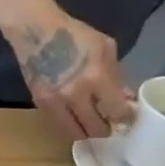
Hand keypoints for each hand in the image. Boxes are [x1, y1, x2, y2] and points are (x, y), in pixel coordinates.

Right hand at [15, 15, 133, 139]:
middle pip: (95, 128)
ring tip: (92, 123)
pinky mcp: (40, 104)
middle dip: (106, 129)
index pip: (117, 111)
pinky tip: (76, 115)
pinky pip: (60, 123)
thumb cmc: (75, 35)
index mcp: (96, 78)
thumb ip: (116, 75)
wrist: (36, 33)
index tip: (128, 117)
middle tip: (110, 124)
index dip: (126, 117)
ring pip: (74, 132)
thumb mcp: (105, 48)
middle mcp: (75, 95)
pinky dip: (71, 123)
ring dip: (86, 131)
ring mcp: (55, 102)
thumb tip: (125, 98)